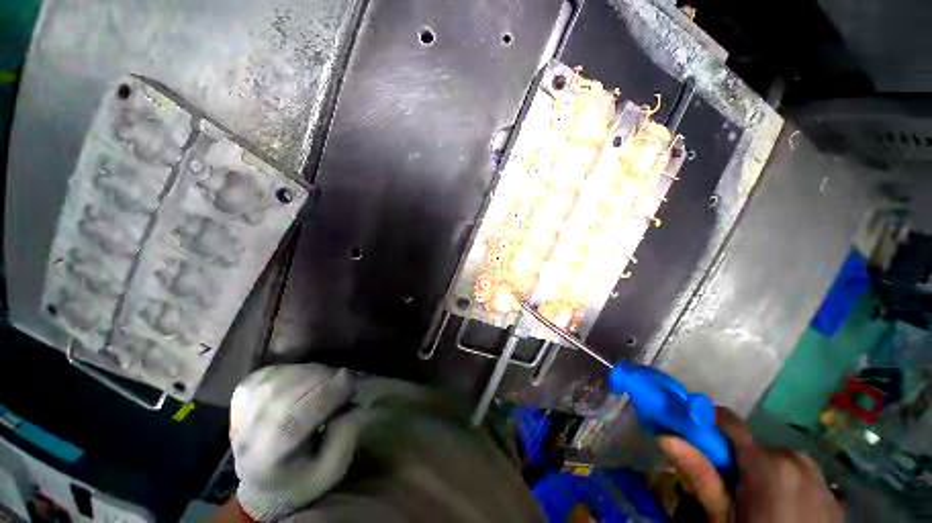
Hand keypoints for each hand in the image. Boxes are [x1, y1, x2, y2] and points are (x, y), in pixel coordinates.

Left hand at [229, 364, 358, 521]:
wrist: (260, 483)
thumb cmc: (301, 478)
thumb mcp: (331, 469)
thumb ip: (345, 435)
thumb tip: (352, 402)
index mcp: (270, 455)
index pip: (296, 415)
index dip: (331, 393)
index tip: (353, 387)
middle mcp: (250, 428)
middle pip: (293, 388)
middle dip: (327, 381)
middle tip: (343, 389)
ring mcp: (244, 405)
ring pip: (287, 374)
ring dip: (316, 374)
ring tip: (326, 387)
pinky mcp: (244, 391)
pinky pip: (280, 368)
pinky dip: (301, 370)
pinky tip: (307, 382)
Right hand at [658, 408, 841, 522]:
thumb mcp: (722, 519)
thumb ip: (700, 477)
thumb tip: (665, 437)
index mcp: (768, 464)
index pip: (730, 423)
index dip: (709, 423)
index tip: (694, 432)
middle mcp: (797, 461)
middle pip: (758, 448)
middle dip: (742, 462)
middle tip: (732, 491)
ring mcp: (822, 479)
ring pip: (783, 463)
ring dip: (768, 475)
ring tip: (761, 505)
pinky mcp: (835, 497)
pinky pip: (805, 480)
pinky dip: (791, 488)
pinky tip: (787, 514)